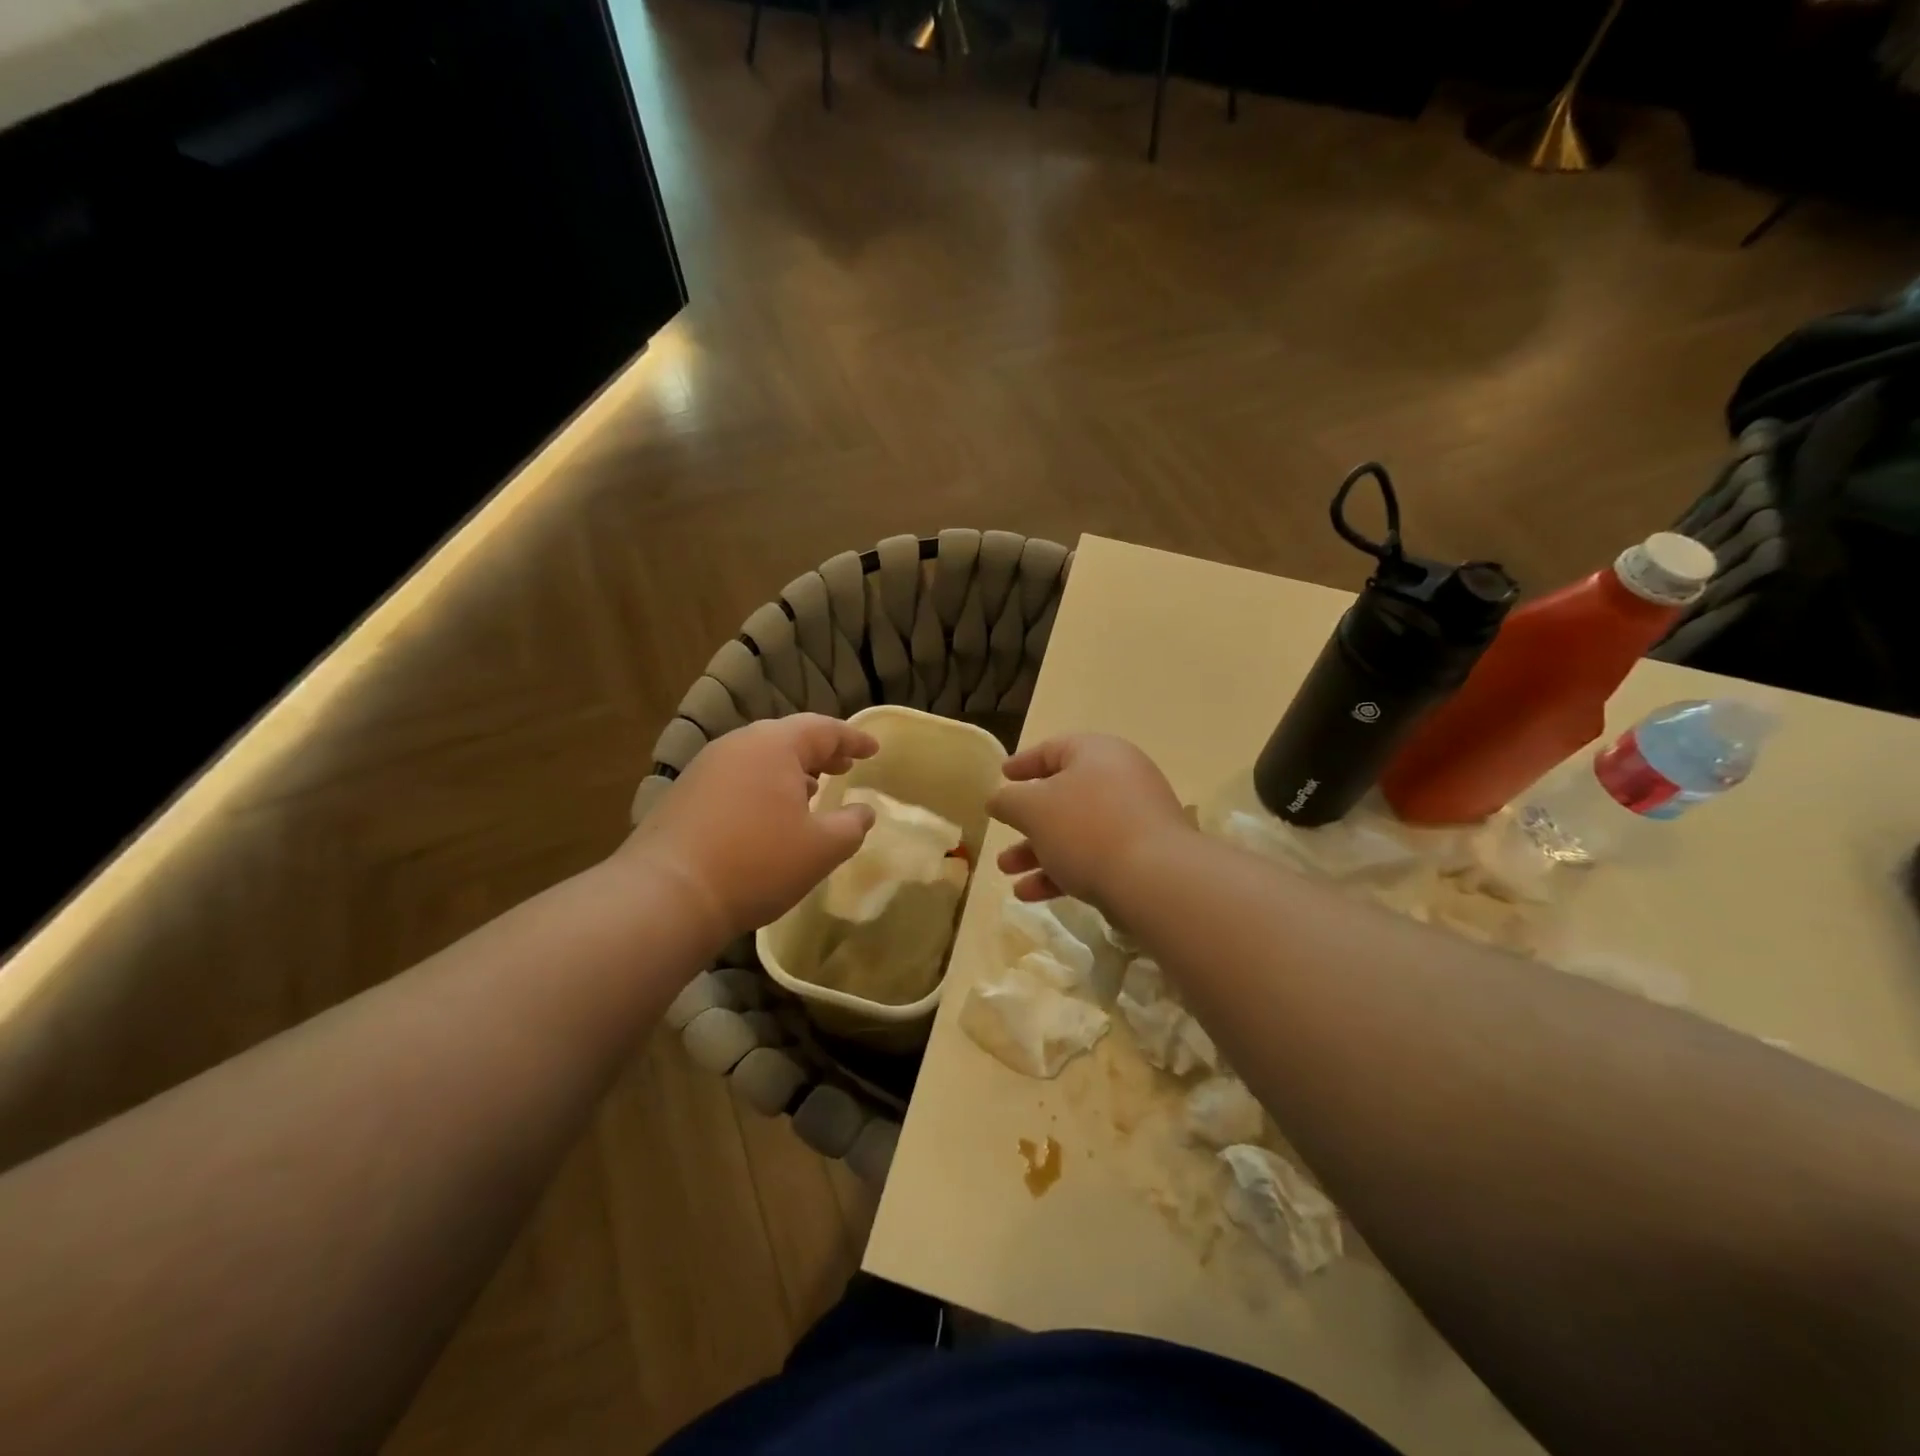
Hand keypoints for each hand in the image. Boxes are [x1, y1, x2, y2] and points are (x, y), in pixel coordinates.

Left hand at [619, 715, 878, 944]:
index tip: (874, 749)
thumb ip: (852, 825)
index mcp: (774, 745)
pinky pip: (737, 777)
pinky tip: (770, 814)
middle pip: (788, 738)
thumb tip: (863, 812)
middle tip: (846, 765)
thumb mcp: (821, 848)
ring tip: (813, 790)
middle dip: (821, 752)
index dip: (853, 739)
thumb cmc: (757, 863)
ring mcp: (705, 767)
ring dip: (791, 770)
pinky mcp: (685, 793)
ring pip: (760, 758)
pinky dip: (763, 786)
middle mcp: (737, 745)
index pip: (824, 729)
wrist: (667, 894)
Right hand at [989, 734, 1191, 908]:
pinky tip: (1031, 894)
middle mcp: (1119, 780)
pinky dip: (1061, 872)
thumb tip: (999, 799)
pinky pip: (1093, 857)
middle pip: (1063, 796)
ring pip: (1075, 832)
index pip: (1053, 749)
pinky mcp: (1141, 857)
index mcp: (1096, 754)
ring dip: (1037, 852)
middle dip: (1026, 821)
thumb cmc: (1086, 828)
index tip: (1002, 775)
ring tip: (1007, 873)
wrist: (1155, 879)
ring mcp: (1134, 820)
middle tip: (1001, 835)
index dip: (1023, 763)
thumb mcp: (1032, 809)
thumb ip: (1008, 801)